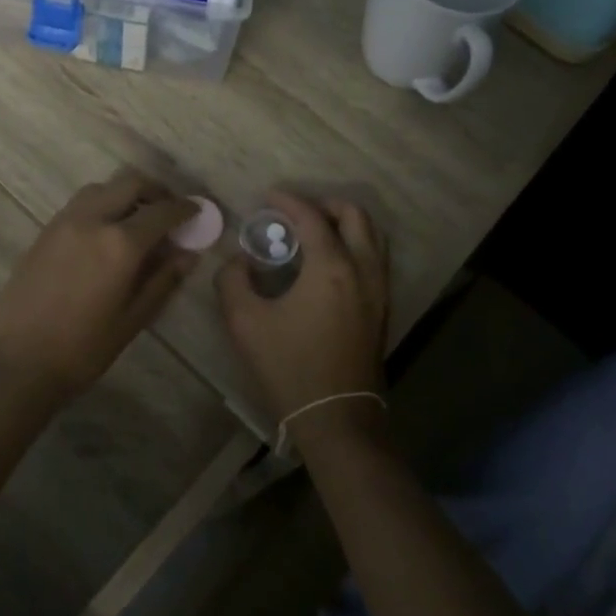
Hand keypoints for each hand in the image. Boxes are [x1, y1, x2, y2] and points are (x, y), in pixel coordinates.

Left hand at [0, 169, 198, 404]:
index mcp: (120, 243)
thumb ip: (163, 280)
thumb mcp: (133, 319)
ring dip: (124, 195)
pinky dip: (100, 206)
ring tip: (136, 221)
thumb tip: (189, 254)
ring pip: (101, 188)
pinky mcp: (44, 232)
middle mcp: (91, 220)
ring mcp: (63, 222)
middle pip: (129, 183)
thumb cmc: (83, 349)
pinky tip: (104, 235)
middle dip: (155, 191)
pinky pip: (79, 205)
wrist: (18, 362)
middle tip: (168, 211)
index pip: (161, 211)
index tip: (196, 212)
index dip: (184, 208)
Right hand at [216, 190, 389, 451]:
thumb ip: (233, 280)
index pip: (311, 217)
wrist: (336, 417)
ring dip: (345, 223)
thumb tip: (239, 261)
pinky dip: (355, 245)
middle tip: (295, 213)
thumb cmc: (289, 366)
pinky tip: (329, 263)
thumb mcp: (245, 322)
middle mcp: (363, 269)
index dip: (288, 201)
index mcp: (331, 267)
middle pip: (355, 216)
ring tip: (314, 233)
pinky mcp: (382, 308)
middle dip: (325, 205)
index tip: (268, 198)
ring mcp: (379, 290)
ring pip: (373, 236)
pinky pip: (375, 259)